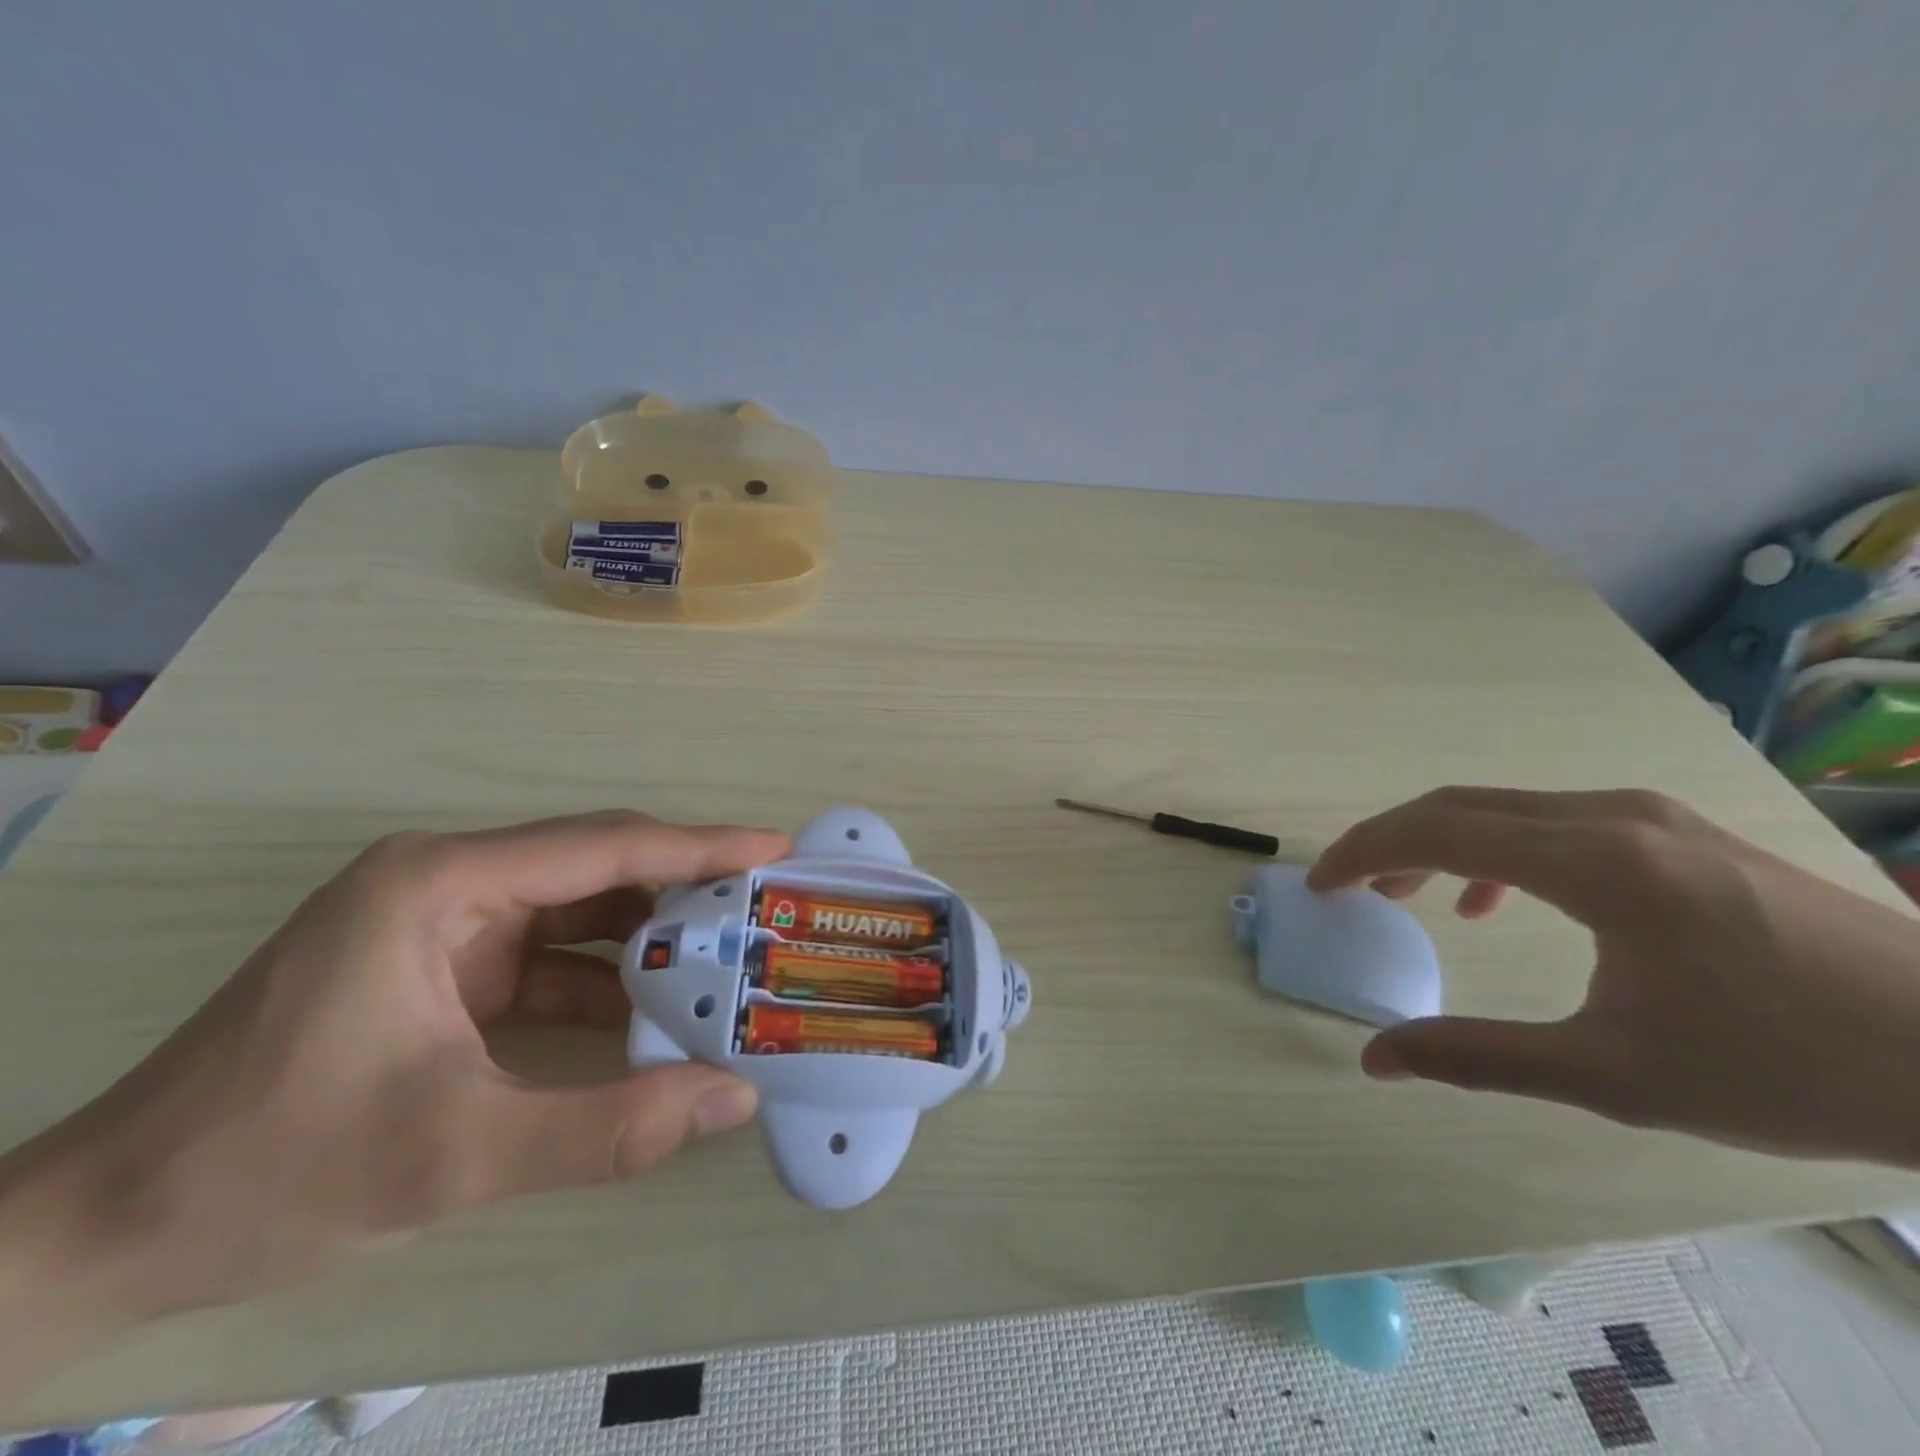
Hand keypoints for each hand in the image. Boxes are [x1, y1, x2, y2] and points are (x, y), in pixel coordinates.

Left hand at [0, 813, 787, 1339]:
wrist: (100, 1237)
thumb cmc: (268, 1169)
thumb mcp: (455, 1153)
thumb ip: (608, 1127)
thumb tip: (735, 1099)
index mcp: (442, 883)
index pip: (603, 847)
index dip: (699, 847)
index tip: (773, 848)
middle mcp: (448, 882)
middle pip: (597, 868)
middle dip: (684, 890)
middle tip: (763, 908)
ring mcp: (445, 926)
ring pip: (579, 914)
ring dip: (649, 941)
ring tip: (728, 960)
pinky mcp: (444, 969)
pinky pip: (551, 960)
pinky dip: (606, 985)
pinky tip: (655, 1017)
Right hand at [1309, 787, 1919, 1166]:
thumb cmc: (1789, 1068)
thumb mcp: (1615, 1076)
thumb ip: (1479, 1057)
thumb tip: (1375, 1058)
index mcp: (1595, 863)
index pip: (1437, 829)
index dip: (1363, 852)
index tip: (1322, 886)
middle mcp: (1612, 817)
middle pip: (1458, 805)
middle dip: (1387, 842)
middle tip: (1347, 889)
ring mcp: (1648, 816)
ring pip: (1502, 808)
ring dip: (1437, 843)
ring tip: (1405, 896)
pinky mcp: (1673, 832)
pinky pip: (1549, 821)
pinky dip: (1494, 849)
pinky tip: (1493, 900)